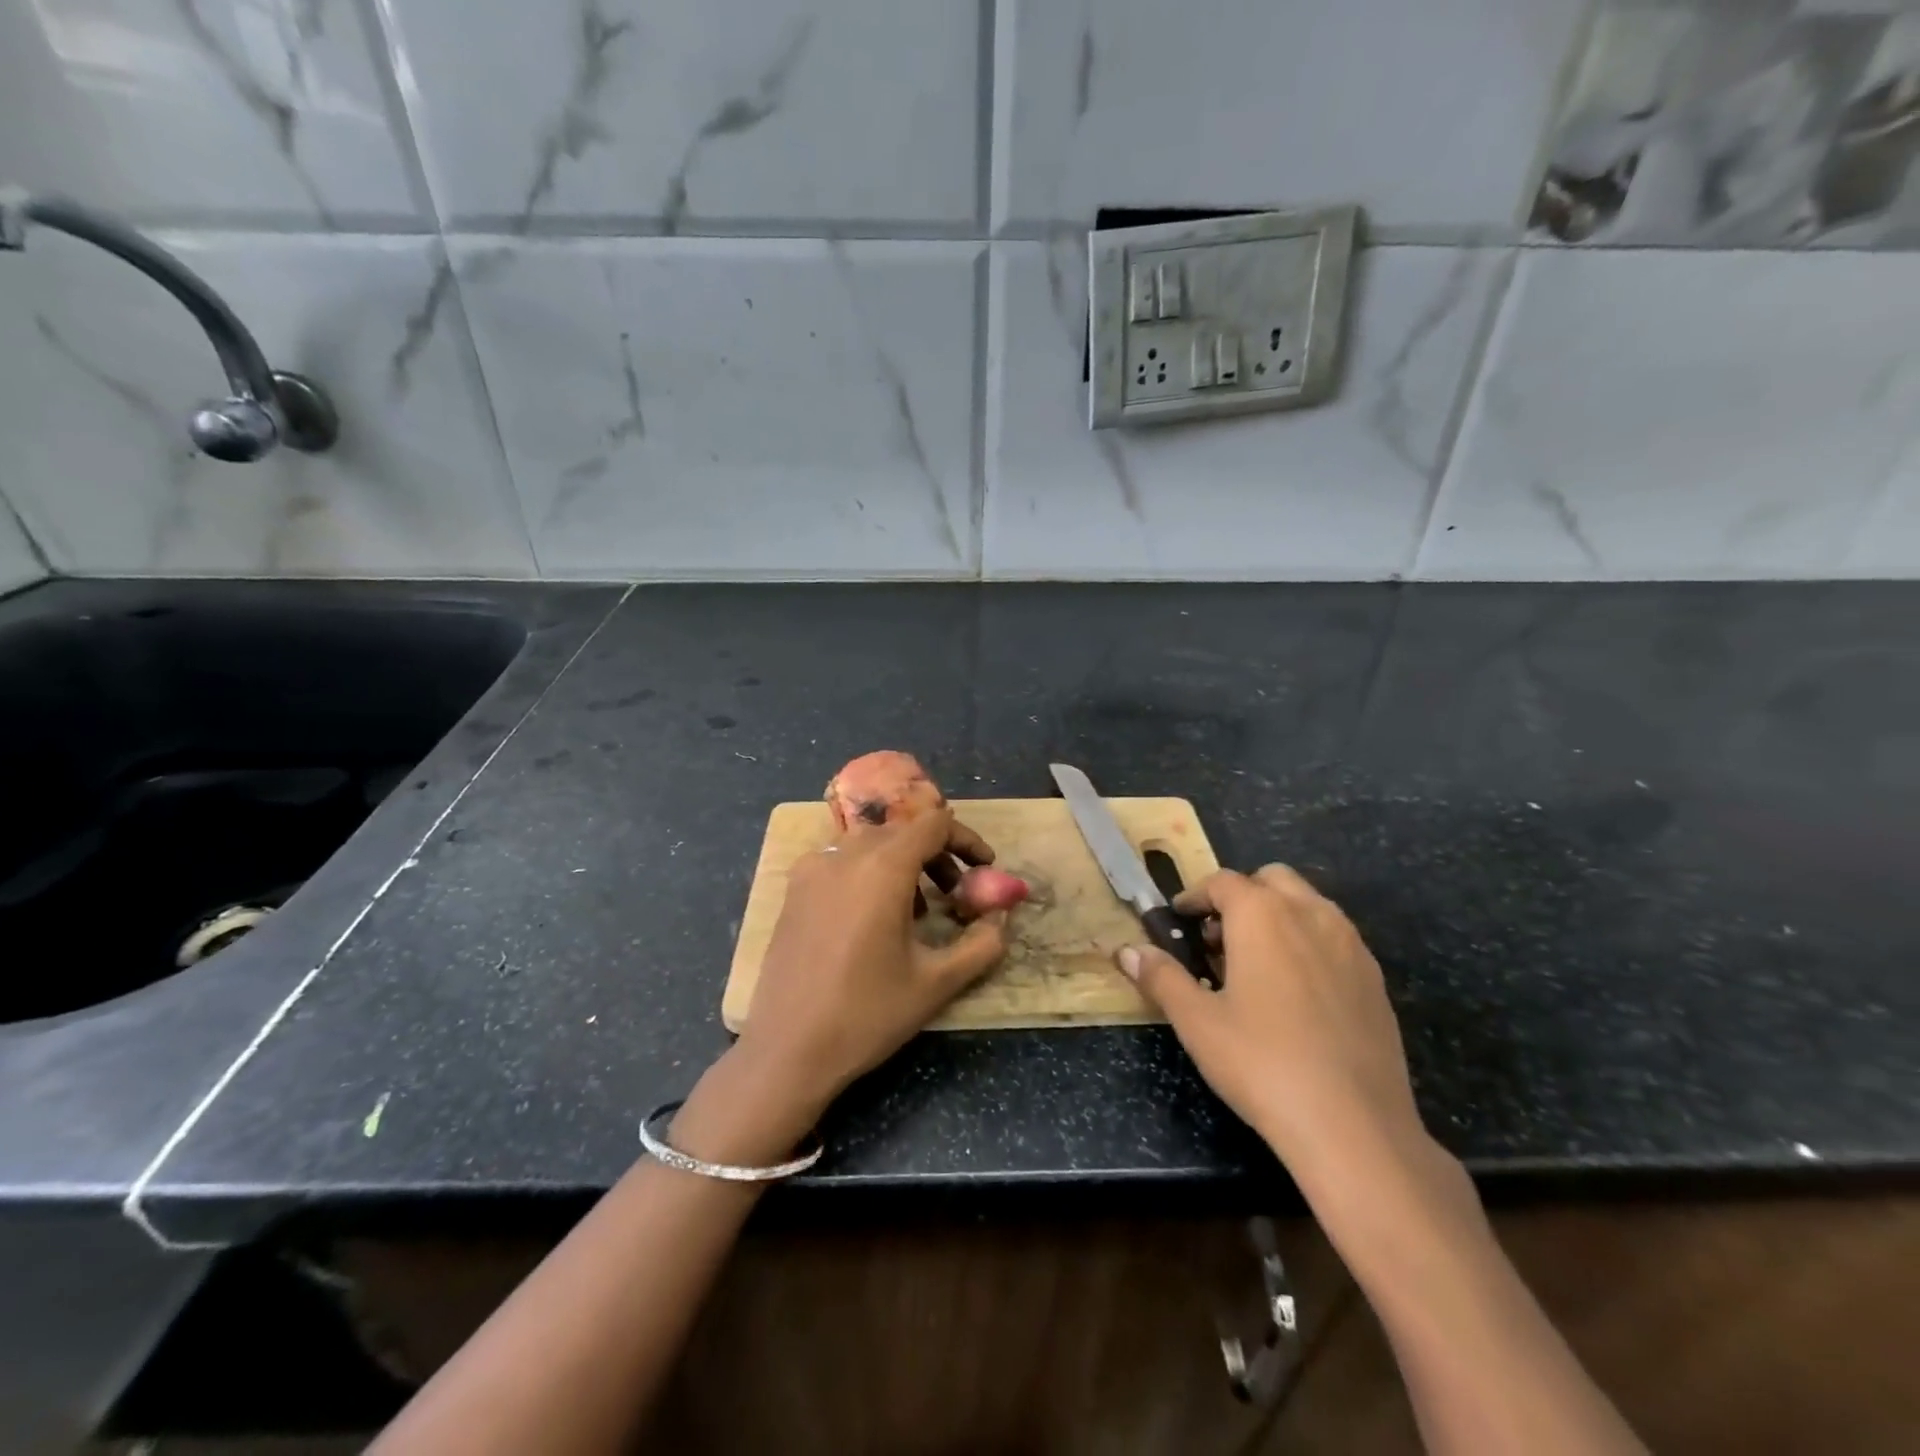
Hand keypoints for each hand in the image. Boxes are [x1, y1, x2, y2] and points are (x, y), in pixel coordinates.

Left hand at [732, 805, 1008, 1126]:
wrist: (786, 1051)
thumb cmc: (867, 1014)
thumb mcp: (938, 983)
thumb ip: (983, 943)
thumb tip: (1003, 916)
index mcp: (882, 867)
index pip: (934, 823)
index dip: (966, 840)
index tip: (985, 869)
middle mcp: (845, 855)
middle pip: (903, 832)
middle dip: (938, 855)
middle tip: (957, 893)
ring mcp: (813, 869)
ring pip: (872, 845)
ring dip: (905, 864)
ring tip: (920, 911)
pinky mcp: (794, 890)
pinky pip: (843, 862)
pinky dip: (870, 873)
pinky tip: (874, 919)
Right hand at [1117, 864, 1424, 1173]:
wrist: (1354, 1126)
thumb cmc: (1261, 1063)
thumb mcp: (1197, 1021)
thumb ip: (1161, 977)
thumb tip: (1128, 951)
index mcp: (1262, 914)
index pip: (1223, 882)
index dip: (1195, 897)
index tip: (1180, 921)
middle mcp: (1310, 914)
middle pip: (1271, 880)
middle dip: (1241, 897)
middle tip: (1218, 940)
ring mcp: (1350, 944)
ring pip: (1308, 904)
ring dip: (1278, 916)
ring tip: (1255, 966)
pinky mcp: (1375, 978)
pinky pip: (1335, 938)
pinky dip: (1309, 944)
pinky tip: (1296, 994)